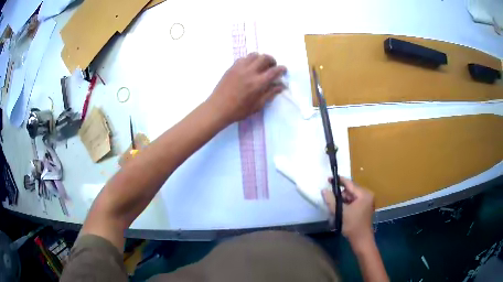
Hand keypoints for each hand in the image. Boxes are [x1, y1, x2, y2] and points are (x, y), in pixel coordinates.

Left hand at [206, 53, 286, 123]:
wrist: (218, 108)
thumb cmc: (239, 110)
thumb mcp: (258, 105)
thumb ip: (270, 93)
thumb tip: (281, 86)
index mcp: (258, 83)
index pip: (274, 71)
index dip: (281, 69)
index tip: (284, 69)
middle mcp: (250, 72)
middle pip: (265, 58)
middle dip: (272, 60)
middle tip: (273, 66)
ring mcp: (239, 68)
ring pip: (254, 55)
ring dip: (261, 58)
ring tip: (261, 65)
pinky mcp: (232, 67)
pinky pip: (243, 58)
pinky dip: (250, 59)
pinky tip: (249, 67)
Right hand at [322, 177, 374, 244]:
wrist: (361, 240)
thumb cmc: (352, 225)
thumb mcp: (340, 212)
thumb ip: (331, 200)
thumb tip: (324, 190)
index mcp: (364, 194)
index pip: (350, 184)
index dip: (339, 180)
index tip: (329, 179)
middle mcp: (367, 195)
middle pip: (350, 190)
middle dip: (340, 195)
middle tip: (331, 201)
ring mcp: (367, 201)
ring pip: (351, 196)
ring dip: (343, 201)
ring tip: (336, 209)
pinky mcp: (365, 207)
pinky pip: (354, 201)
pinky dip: (347, 204)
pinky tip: (342, 211)